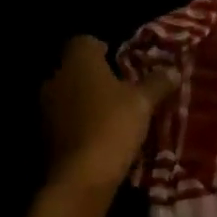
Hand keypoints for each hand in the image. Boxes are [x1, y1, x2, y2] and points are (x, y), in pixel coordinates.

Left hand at [41, 36, 176, 195]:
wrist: (82, 176)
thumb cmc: (113, 126)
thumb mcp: (143, 103)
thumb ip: (157, 83)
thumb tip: (173, 70)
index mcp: (77, 60)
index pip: (86, 41)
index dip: (105, 49)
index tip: (123, 65)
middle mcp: (55, 77)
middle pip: (75, 69)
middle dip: (95, 78)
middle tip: (122, 92)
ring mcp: (44, 107)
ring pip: (68, 96)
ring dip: (85, 103)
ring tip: (111, 118)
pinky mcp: (43, 135)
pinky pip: (64, 121)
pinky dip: (78, 125)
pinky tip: (97, 138)